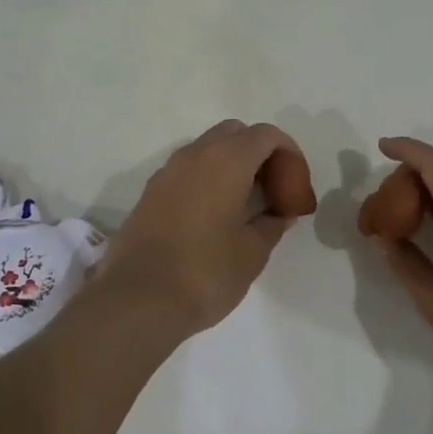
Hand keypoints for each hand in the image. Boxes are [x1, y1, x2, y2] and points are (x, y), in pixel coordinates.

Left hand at [94, 120, 313, 342]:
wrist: (137, 300)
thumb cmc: (206, 272)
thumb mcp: (253, 252)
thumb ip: (272, 224)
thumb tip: (278, 213)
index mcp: (226, 160)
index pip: (266, 135)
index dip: (288, 154)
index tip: (294, 185)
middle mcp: (194, 155)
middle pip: (234, 133)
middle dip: (258, 153)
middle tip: (271, 189)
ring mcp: (167, 172)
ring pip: (207, 149)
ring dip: (230, 165)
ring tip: (244, 205)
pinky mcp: (149, 193)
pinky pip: (186, 171)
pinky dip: (206, 180)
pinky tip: (213, 217)